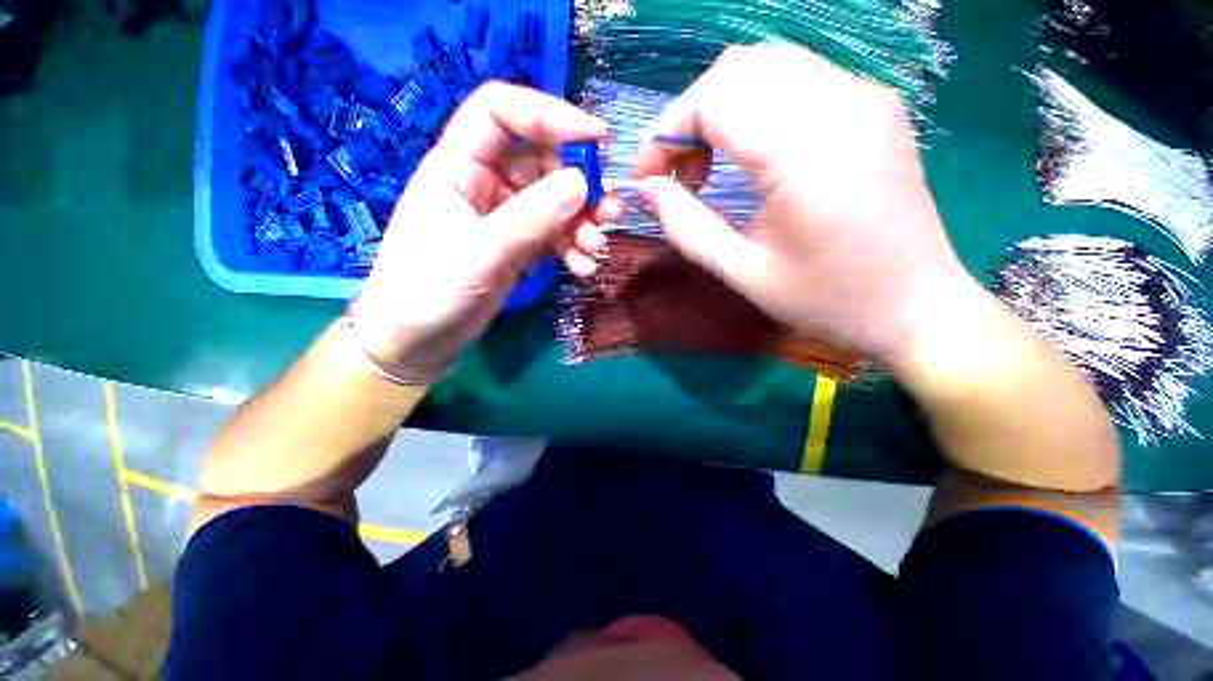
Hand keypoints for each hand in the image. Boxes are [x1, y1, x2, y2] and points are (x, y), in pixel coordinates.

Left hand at [351, 83, 622, 379]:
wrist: (417, 341)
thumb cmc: (427, 292)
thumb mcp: (479, 253)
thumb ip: (529, 218)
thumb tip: (581, 183)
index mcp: (458, 166)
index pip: (501, 112)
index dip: (548, 114)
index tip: (596, 138)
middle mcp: (485, 183)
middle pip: (542, 160)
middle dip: (580, 183)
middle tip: (609, 212)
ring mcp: (506, 217)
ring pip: (555, 201)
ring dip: (583, 221)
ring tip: (596, 247)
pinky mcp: (520, 246)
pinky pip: (556, 235)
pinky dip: (573, 248)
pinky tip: (583, 268)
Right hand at [633, 44, 973, 360]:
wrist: (914, 305)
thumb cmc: (826, 299)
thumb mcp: (743, 272)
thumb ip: (686, 227)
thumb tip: (646, 190)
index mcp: (804, 152)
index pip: (713, 100)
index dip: (665, 134)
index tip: (647, 178)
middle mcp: (840, 103)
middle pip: (735, 69)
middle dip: (688, 118)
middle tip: (677, 175)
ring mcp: (863, 96)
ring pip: (765, 65)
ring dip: (720, 108)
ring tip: (709, 167)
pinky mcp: (873, 104)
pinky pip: (797, 79)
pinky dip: (755, 106)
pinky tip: (750, 154)